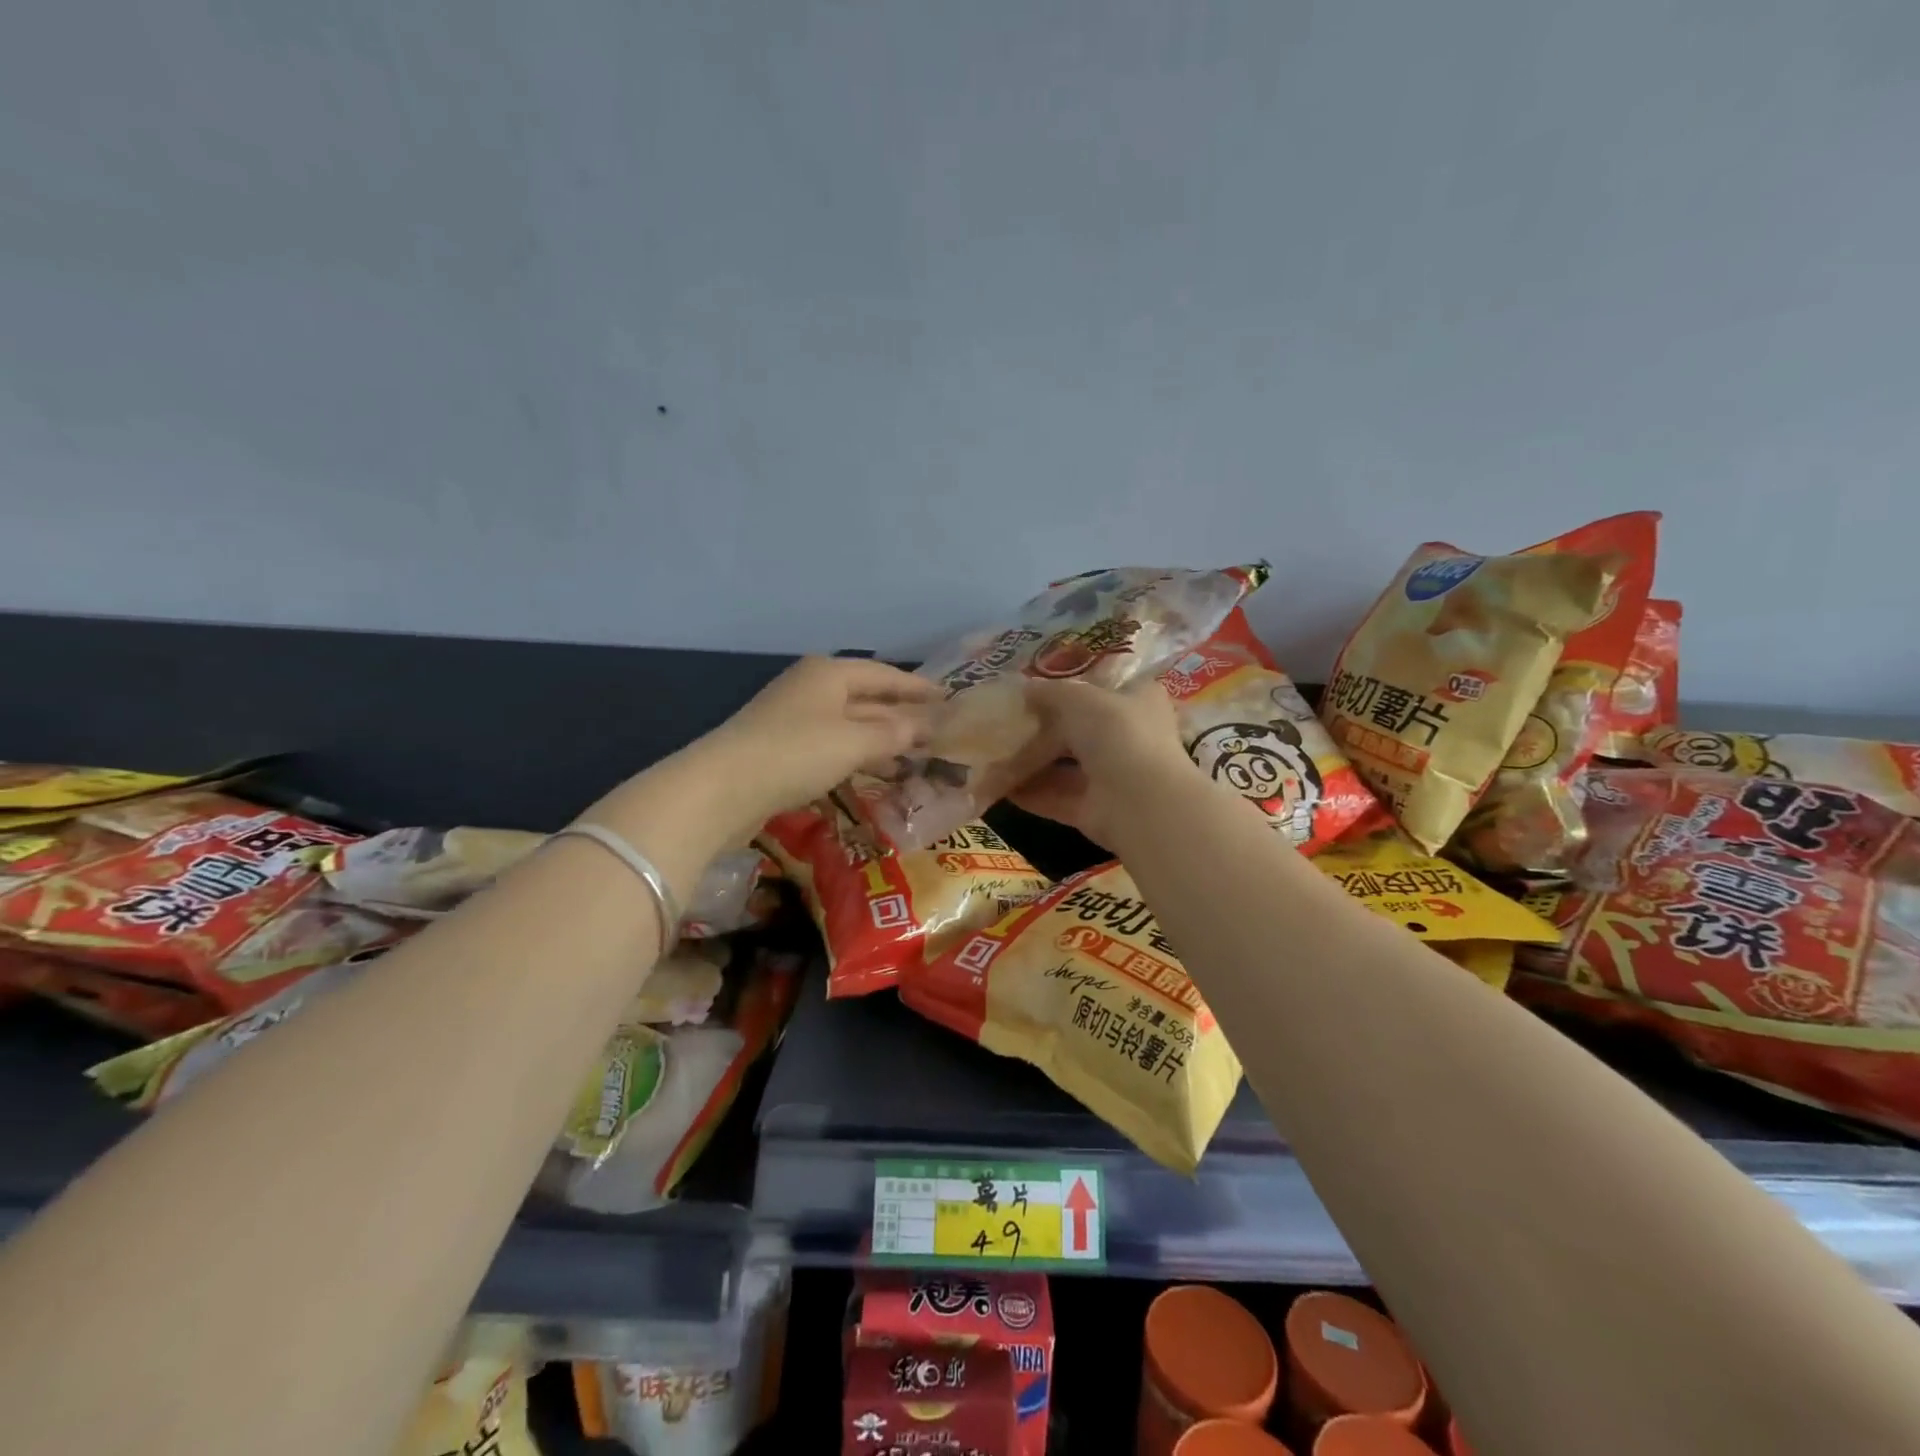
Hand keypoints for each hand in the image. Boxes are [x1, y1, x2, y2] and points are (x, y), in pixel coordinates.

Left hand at [704, 656, 936, 820]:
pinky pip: (833, 745)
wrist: (722, 788)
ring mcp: (794, 718)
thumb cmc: (795, 753)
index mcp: (828, 673)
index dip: (918, 688)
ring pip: (850, 724)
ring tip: (915, 755)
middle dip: (901, 715)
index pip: (884, 675)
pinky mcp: (783, 749)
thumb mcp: (853, 742)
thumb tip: (923, 727)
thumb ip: (893, 734)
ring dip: (881, 739)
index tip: (949, 698)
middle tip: (938, 731)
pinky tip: (876, 771)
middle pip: (867, 698)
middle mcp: (811, 688)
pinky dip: (858, 755)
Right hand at [1010, 677, 1192, 847]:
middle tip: (1002, 727)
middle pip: (1078, 732)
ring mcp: (1114, 777)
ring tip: (992, 757)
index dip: (1069, 690)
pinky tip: (998, 787)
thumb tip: (1024, 688)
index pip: (1102, 690)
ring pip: (1065, 767)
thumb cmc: (1116, 732)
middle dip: (1040, 732)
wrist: (1139, 800)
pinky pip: (1057, 798)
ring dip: (1030, 764)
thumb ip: (1049, 692)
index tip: (1034, 693)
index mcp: (1138, 700)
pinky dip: (1030, 793)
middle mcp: (1130, 738)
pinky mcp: (1096, 811)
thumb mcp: (1078, 697)